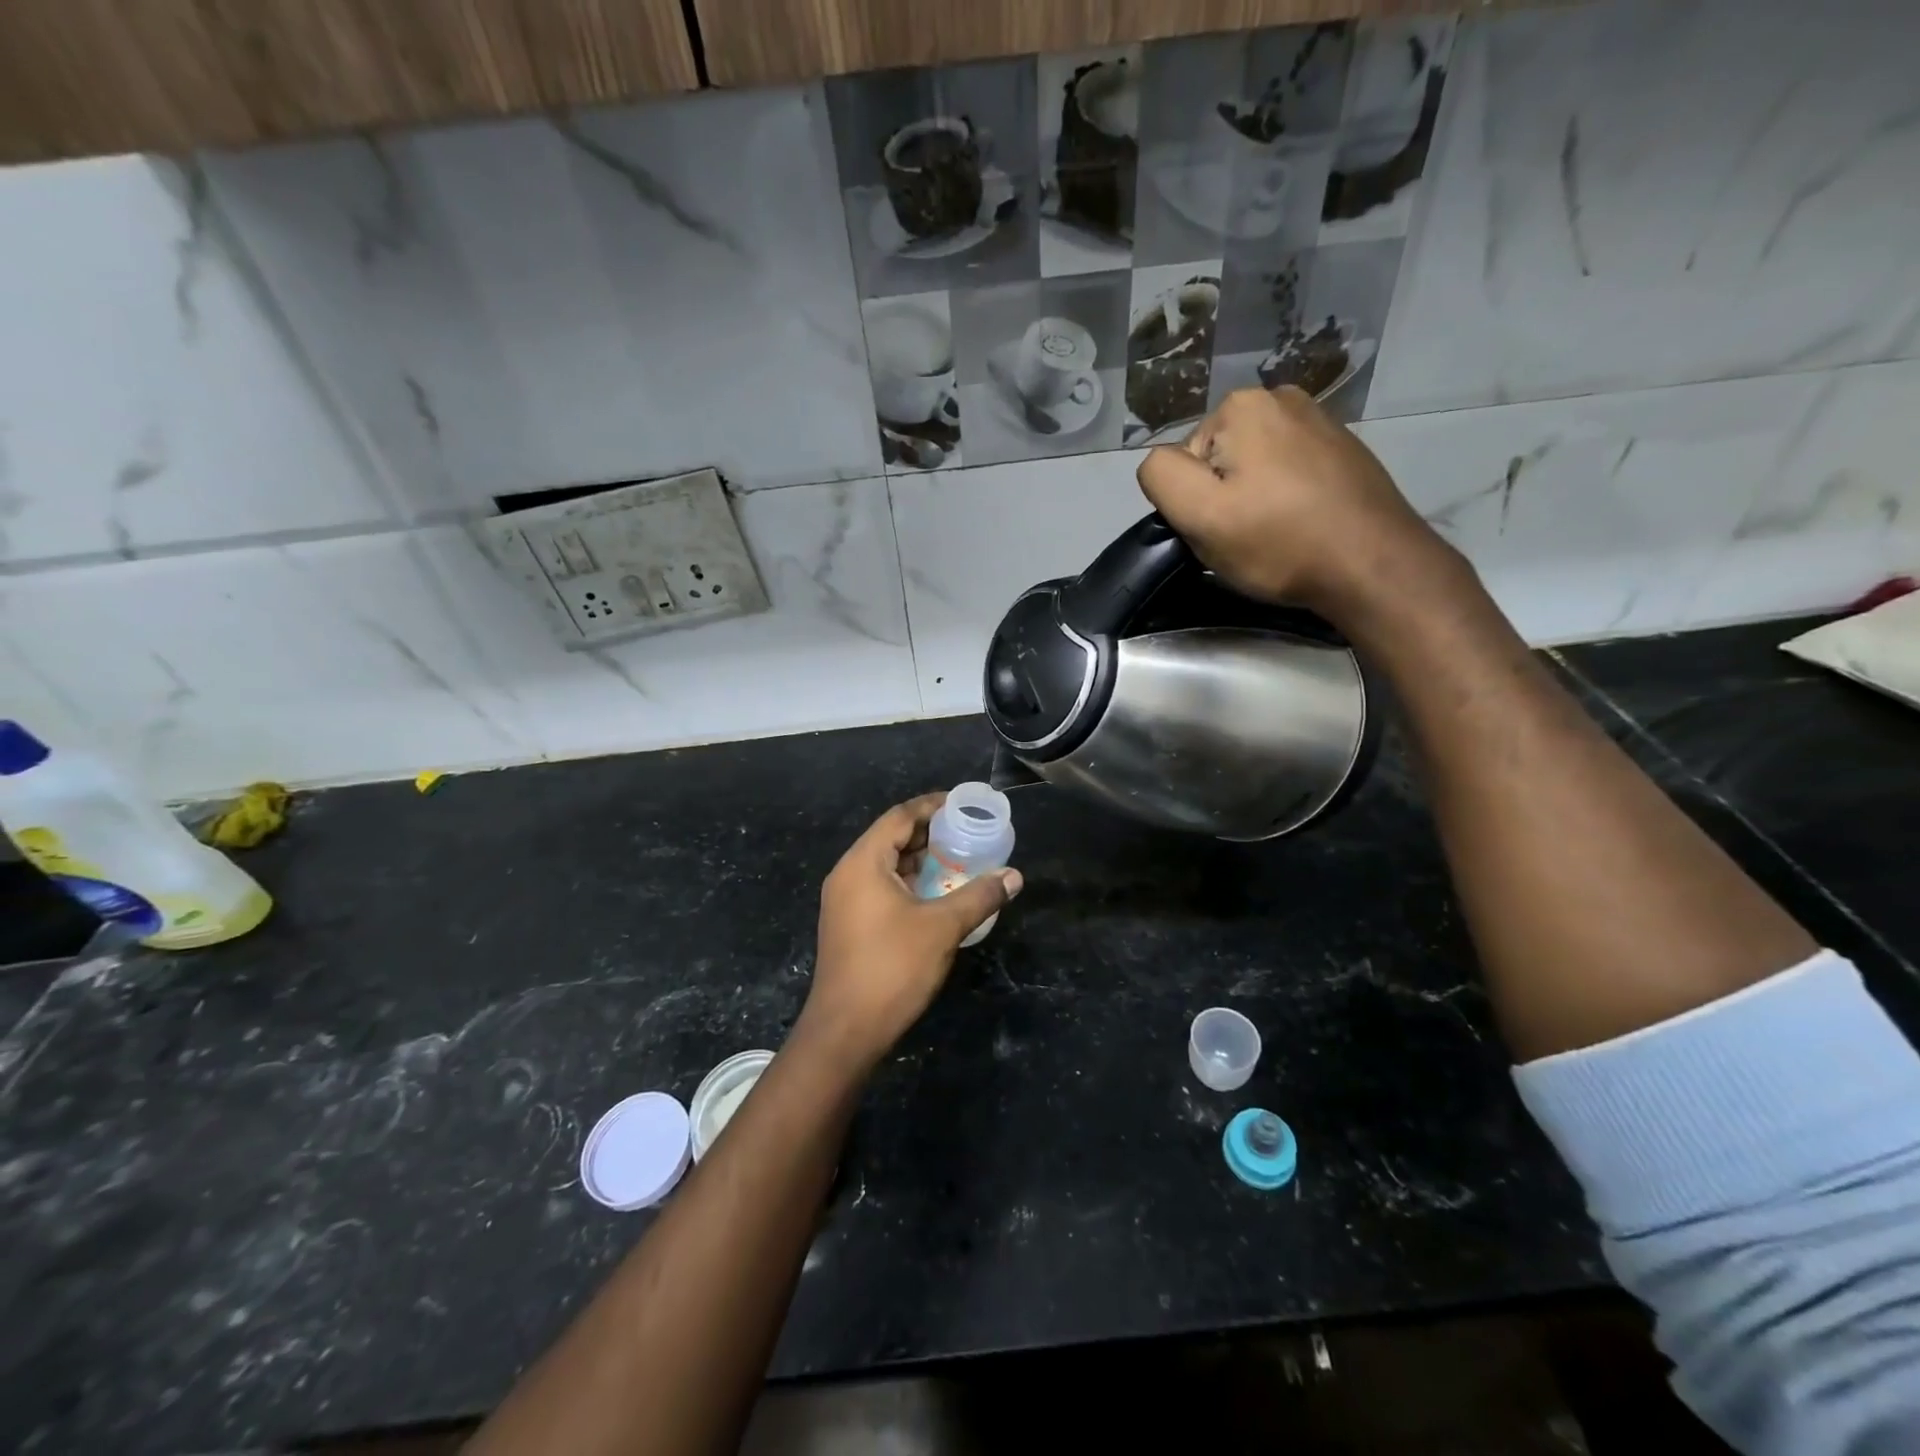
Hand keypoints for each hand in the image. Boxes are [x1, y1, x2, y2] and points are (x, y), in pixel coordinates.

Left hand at [803, 793, 1022, 1066]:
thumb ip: (979, 896)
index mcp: (863, 863)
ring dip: (919, 859)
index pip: (898, 817)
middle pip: (890, 837)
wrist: (845, 1031)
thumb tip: (1014, 876)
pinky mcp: (848, 923)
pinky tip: (936, 893)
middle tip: (966, 832)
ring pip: (885, 865)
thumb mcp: (942, 928)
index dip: (931, 806)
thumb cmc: (892, 968)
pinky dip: (908, 881)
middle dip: (928, 833)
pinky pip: (880, 887)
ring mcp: (844, 900)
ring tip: (958, 859)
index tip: (962, 804)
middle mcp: (848, 874)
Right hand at [1137, 386, 1456, 620]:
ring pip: (1253, 466)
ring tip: (1276, 533)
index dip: (1192, 503)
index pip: (1182, 462)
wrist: (1373, 563)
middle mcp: (1280, 397)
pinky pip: (1289, 471)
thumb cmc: (1278, 541)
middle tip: (1246, 536)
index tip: (1219, 529)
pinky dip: (1287, 496)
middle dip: (1223, 496)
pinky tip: (1302, 524)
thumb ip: (1161, 477)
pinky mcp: (1343, 448)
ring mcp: (1318, 420)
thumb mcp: (1198, 513)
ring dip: (1254, 498)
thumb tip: (1160, 464)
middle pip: (1218, 459)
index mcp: (1240, 406)